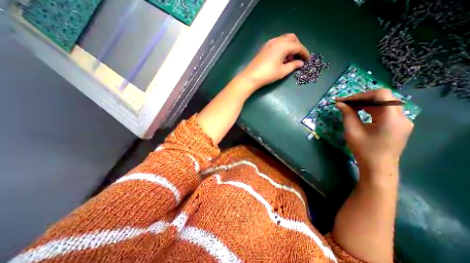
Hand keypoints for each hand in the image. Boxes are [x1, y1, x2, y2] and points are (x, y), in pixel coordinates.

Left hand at [240, 33, 309, 89]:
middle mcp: (276, 41)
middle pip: (292, 38)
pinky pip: (277, 44)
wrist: (250, 77)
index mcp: (283, 46)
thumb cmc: (268, 74)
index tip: (308, 59)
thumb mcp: (282, 71)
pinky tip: (281, 58)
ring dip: (289, 47)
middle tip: (299, 57)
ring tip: (290, 59)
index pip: (298, 46)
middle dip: (297, 46)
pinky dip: (282, 48)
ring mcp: (269, 43)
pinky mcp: (264, 48)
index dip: (304, 52)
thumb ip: (293, 65)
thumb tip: (301, 63)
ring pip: (284, 40)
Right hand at [336, 88, 411, 174]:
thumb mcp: (352, 131)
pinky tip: (359, 112)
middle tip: (344, 103)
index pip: (381, 95)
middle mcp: (401, 116)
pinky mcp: (397, 125)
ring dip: (365, 103)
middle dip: (361, 98)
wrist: (378, 167)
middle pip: (383, 98)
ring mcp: (401, 121)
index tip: (345, 100)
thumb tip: (339, 103)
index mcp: (392, 118)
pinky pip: (384, 111)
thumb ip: (347, 115)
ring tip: (349, 107)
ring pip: (383, 103)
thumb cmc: (364, 150)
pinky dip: (370, 109)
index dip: (361, 95)